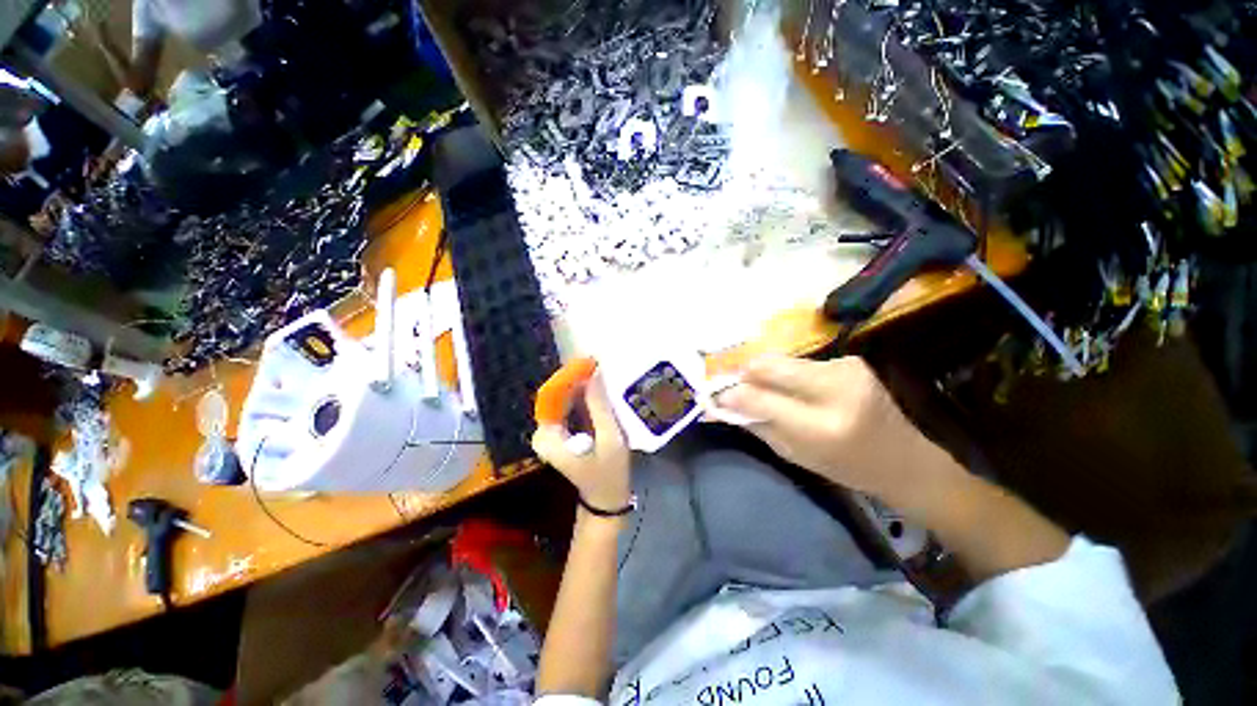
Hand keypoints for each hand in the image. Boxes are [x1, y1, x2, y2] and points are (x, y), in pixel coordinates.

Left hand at [532, 373, 631, 510]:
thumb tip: (594, 374)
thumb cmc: (609, 473)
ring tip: (600, 372)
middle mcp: (543, 432)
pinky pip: (568, 407)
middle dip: (576, 378)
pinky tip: (597, 389)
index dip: (569, 376)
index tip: (589, 362)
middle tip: (598, 364)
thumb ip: (600, 407)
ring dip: (580, 385)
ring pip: (562, 399)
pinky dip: (581, 396)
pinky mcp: (560, 433)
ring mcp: (551, 433)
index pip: (552, 395)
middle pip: (556, 395)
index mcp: (548, 436)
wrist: (605, 500)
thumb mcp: (610, 439)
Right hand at [714, 355, 941, 500]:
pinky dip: (787, 373)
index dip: (730, 393)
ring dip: (766, 374)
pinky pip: (800, 362)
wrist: (905, 459)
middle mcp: (834, 389)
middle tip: (735, 387)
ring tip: (766, 390)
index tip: (714, 396)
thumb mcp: (794, 454)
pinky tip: (793, 388)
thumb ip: (755, 424)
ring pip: (782, 360)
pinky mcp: (849, 360)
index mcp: (820, 426)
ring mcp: (845, 369)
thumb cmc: (846, 467)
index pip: (759, 397)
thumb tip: (719, 405)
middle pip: (768, 365)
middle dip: (744, 374)